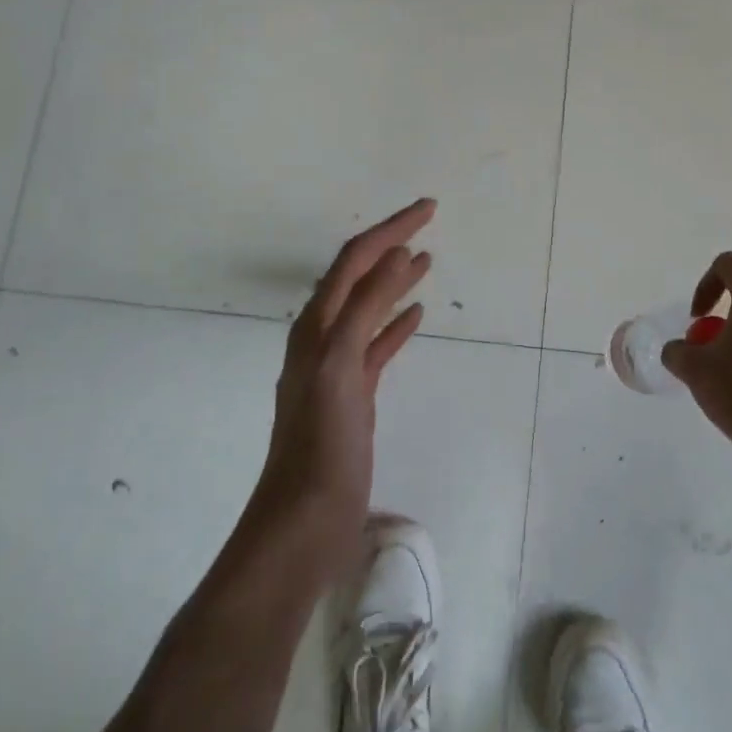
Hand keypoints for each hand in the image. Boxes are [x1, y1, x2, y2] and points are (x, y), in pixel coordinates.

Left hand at [254, 198, 435, 576]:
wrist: (303, 522)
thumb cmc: (321, 443)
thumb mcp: (341, 366)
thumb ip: (365, 307)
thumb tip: (394, 253)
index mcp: (317, 324)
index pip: (355, 259)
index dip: (390, 229)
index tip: (428, 208)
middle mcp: (324, 336)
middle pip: (361, 275)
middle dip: (392, 244)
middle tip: (427, 221)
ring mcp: (338, 366)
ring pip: (371, 307)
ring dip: (395, 279)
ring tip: (426, 259)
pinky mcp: (354, 393)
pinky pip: (378, 344)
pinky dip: (397, 324)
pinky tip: (417, 316)